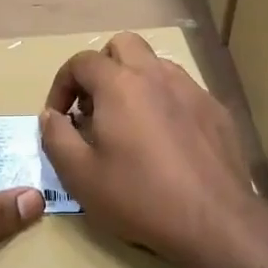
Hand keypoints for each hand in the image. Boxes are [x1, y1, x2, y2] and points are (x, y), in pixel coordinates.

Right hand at [40, 33, 264, 267]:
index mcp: (119, 84)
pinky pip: (182, 90)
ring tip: (129, 122)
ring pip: (155, 64)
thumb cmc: (139, 197)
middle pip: (123, 45)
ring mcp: (191, 89)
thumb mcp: (80, 175)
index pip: (81, 62)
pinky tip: (166, 140)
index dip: (62, 84)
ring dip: (135, 81)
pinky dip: (164, 101)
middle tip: (95, 107)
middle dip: (101, 68)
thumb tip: (51, 116)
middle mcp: (156, 74)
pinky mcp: (216, 110)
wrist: (215, 221)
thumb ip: (56, 137)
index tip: (60, 116)